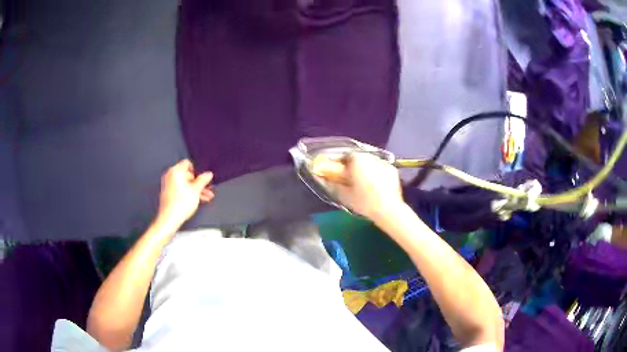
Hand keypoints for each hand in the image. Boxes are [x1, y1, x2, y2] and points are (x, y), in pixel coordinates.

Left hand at [157, 159, 213, 225]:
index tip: (203, 178)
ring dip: (196, 189)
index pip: (187, 163)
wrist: (170, 218)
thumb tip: (208, 174)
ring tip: (206, 197)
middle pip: (187, 175)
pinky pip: (181, 190)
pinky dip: (189, 193)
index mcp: (175, 171)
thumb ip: (203, 180)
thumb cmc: (180, 203)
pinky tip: (198, 200)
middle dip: (198, 182)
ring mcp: (168, 185)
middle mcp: (170, 176)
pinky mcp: (168, 194)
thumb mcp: (196, 190)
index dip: (197, 170)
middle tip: (207, 188)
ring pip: (185, 184)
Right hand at [312, 153, 403, 220]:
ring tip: (360, 181)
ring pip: (368, 162)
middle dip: (350, 165)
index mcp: (357, 159)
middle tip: (346, 177)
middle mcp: (370, 156)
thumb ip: (330, 184)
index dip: (336, 162)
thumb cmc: (363, 201)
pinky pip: (379, 168)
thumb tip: (320, 178)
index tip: (332, 169)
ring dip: (363, 168)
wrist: (388, 209)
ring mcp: (383, 162)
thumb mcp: (343, 195)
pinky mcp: (392, 169)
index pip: (342, 155)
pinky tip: (373, 184)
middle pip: (356, 157)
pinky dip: (374, 173)